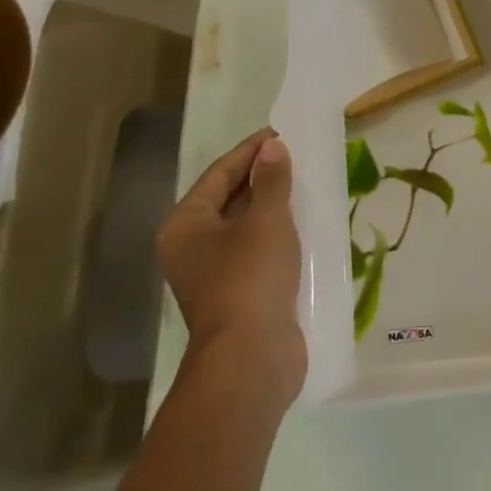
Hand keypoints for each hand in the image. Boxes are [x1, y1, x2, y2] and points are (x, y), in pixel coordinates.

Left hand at [156, 128, 305, 403]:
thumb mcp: (266, 220)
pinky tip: (304, 225)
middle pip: (228, 199)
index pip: (219, 174)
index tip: (281, 133)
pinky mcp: (238, 293)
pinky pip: (257, 250)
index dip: (250, 151)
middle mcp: (192, 247)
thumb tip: (272, 148)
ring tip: (305, 184)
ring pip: (245, 226)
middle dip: (262, 177)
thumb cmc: (250, 278)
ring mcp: (214, 273)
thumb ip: (271, 181)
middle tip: (297, 156)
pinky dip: (278, 233)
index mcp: (185, 225)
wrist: (250, 357)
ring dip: (272, 206)